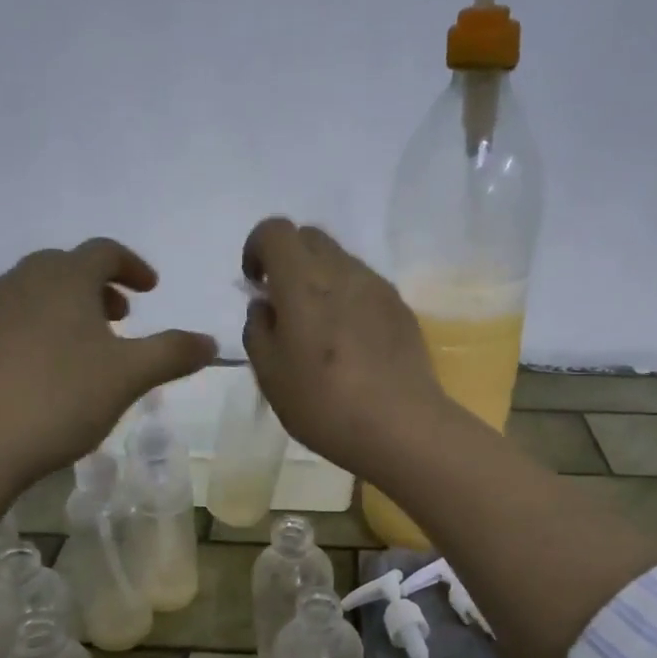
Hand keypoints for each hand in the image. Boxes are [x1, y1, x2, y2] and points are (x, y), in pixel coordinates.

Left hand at [0, 239, 215, 490]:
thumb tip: (211, 341)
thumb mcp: (128, 377)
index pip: (104, 252)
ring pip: (25, 296)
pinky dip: (21, 334)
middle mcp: (15, 282)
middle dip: (95, 288)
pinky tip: (26, 375)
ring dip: (57, 310)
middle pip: (62, 269)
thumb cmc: (57, 400)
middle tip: (116, 318)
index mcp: (62, 280)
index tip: (149, 289)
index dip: (132, 265)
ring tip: (74, 350)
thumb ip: (172, 353)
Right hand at [240, 218, 448, 476]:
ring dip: (320, 279)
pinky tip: (350, 343)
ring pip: (341, 261)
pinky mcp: (401, 308)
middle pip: (310, 237)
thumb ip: (258, 329)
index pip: (275, 230)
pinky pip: (365, 287)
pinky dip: (348, 298)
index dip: (257, 248)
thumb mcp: (269, 374)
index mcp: (303, 281)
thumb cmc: (323, 402)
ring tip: (319, 329)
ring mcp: (378, 287)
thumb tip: (265, 305)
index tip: (255, 284)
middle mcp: (343, 270)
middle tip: (283, 304)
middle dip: (289, 259)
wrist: (401, 426)